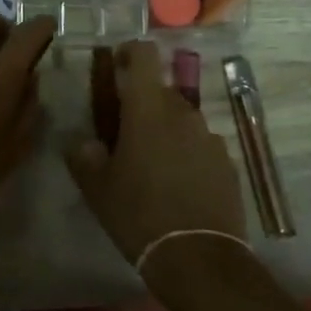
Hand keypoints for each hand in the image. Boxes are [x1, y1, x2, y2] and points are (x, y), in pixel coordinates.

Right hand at [64, 41, 245, 266]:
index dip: (129, 52)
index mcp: (148, 109)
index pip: (144, 54)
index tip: (117, 66)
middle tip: (126, 134)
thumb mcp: (97, 188)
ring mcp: (210, 137)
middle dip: (143, 104)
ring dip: (167, 131)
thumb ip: (84, 156)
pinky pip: (201, 146)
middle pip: (161, 91)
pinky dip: (188, 155)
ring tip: (153, 166)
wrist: (198, 258)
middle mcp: (183, 113)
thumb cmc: (139, 214)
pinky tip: (179, 186)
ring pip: (182, 120)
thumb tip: (82, 142)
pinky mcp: (228, 163)